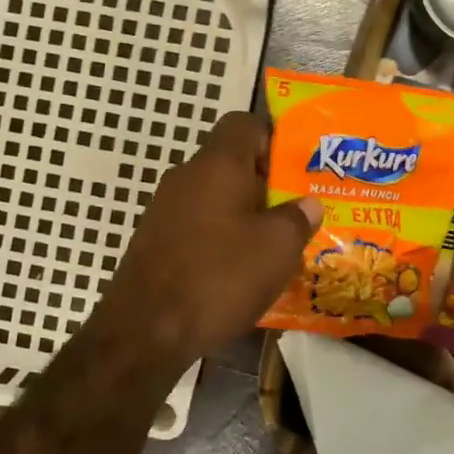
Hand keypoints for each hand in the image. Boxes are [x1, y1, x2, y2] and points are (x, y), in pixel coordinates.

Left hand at [93, 111, 321, 371]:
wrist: (145, 330)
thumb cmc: (219, 277)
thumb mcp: (277, 248)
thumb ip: (298, 218)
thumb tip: (307, 203)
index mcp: (217, 164)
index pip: (244, 124)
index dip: (273, 138)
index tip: (296, 171)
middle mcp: (186, 177)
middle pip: (230, 163)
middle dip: (265, 185)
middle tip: (295, 214)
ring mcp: (164, 210)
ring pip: (214, 198)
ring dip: (243, 215)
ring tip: (272, 247)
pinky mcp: (154, 242)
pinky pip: (196, 226)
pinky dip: (219, 239)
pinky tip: (237, 272)